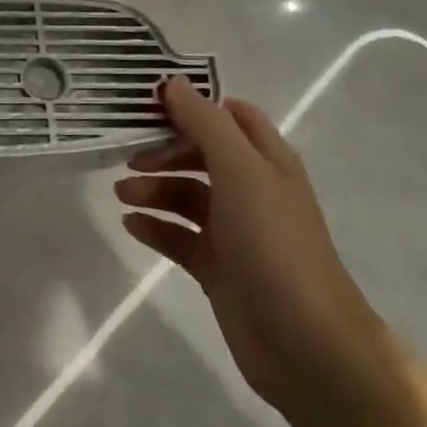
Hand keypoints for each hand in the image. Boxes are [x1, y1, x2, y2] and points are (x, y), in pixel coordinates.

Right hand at [117, 77, 426, 426]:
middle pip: (201, 153)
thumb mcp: (240, 172)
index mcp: (266, 161)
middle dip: (164, 150)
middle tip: (128, 155)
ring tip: (122, 194)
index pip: (228, 116)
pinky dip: (155, 226)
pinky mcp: (217, 267)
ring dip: (153, 188)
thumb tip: (170, 83)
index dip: (192, 105)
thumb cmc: (274, 243)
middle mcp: (252, 190)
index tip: (147, 104)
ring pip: (186, 195)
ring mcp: (235, 231)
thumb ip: (205, 124)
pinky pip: (179, 236)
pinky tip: (131, 225)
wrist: (305, 343)